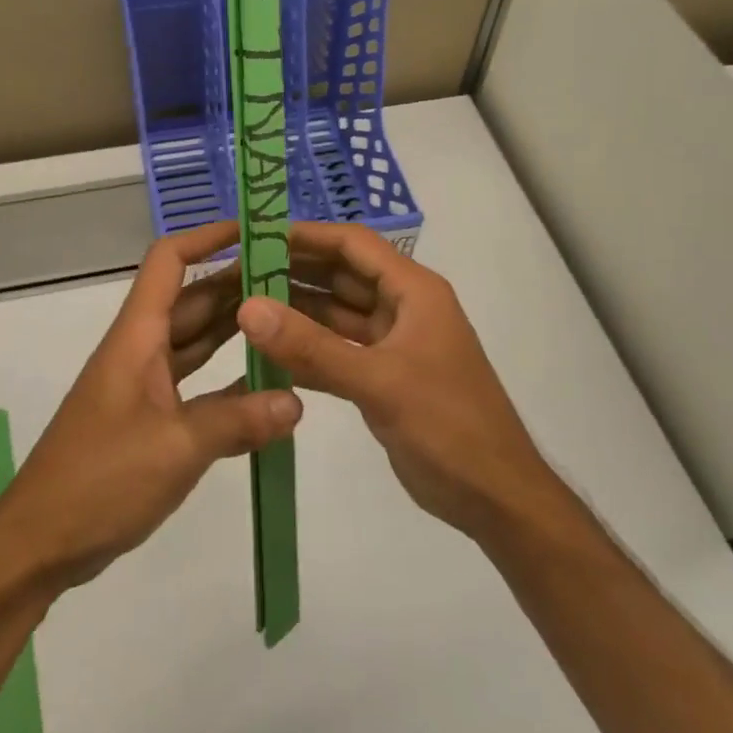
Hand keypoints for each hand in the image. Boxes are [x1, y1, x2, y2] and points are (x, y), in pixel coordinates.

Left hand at [0, 220, 303, 593]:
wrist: (40, 543)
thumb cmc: (100, 480)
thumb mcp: (176, 447)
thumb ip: (239, 420)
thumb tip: (297, 402)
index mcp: (137, 338)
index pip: (169, 261)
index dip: (208, 237)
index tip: (256, 231)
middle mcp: (141, 351)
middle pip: (192, 300)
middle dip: (240, 285)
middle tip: (297, 280)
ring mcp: (144, 387)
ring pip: (197, 342)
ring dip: (237, 331)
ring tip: (291, 321)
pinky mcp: (150, 421)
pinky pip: (197, 385)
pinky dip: (229, 381)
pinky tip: (268, 388)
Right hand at [238, 223, 556, 543]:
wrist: (494, 496)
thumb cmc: (447, 426)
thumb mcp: (379, 382)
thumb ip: (312, 348)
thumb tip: (249, 308)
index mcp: (414, 291)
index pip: (354, 244)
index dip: (307, 236)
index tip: (256, 237)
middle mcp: (403, 307)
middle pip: (342, 275)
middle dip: (294, 271)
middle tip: (238, 272)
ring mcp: (393, 343)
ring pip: (337, 314)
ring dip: (297, 310)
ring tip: (243, 306)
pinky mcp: (383, 376)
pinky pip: (338, 350)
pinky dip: (307, 350)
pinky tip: (266, 353)